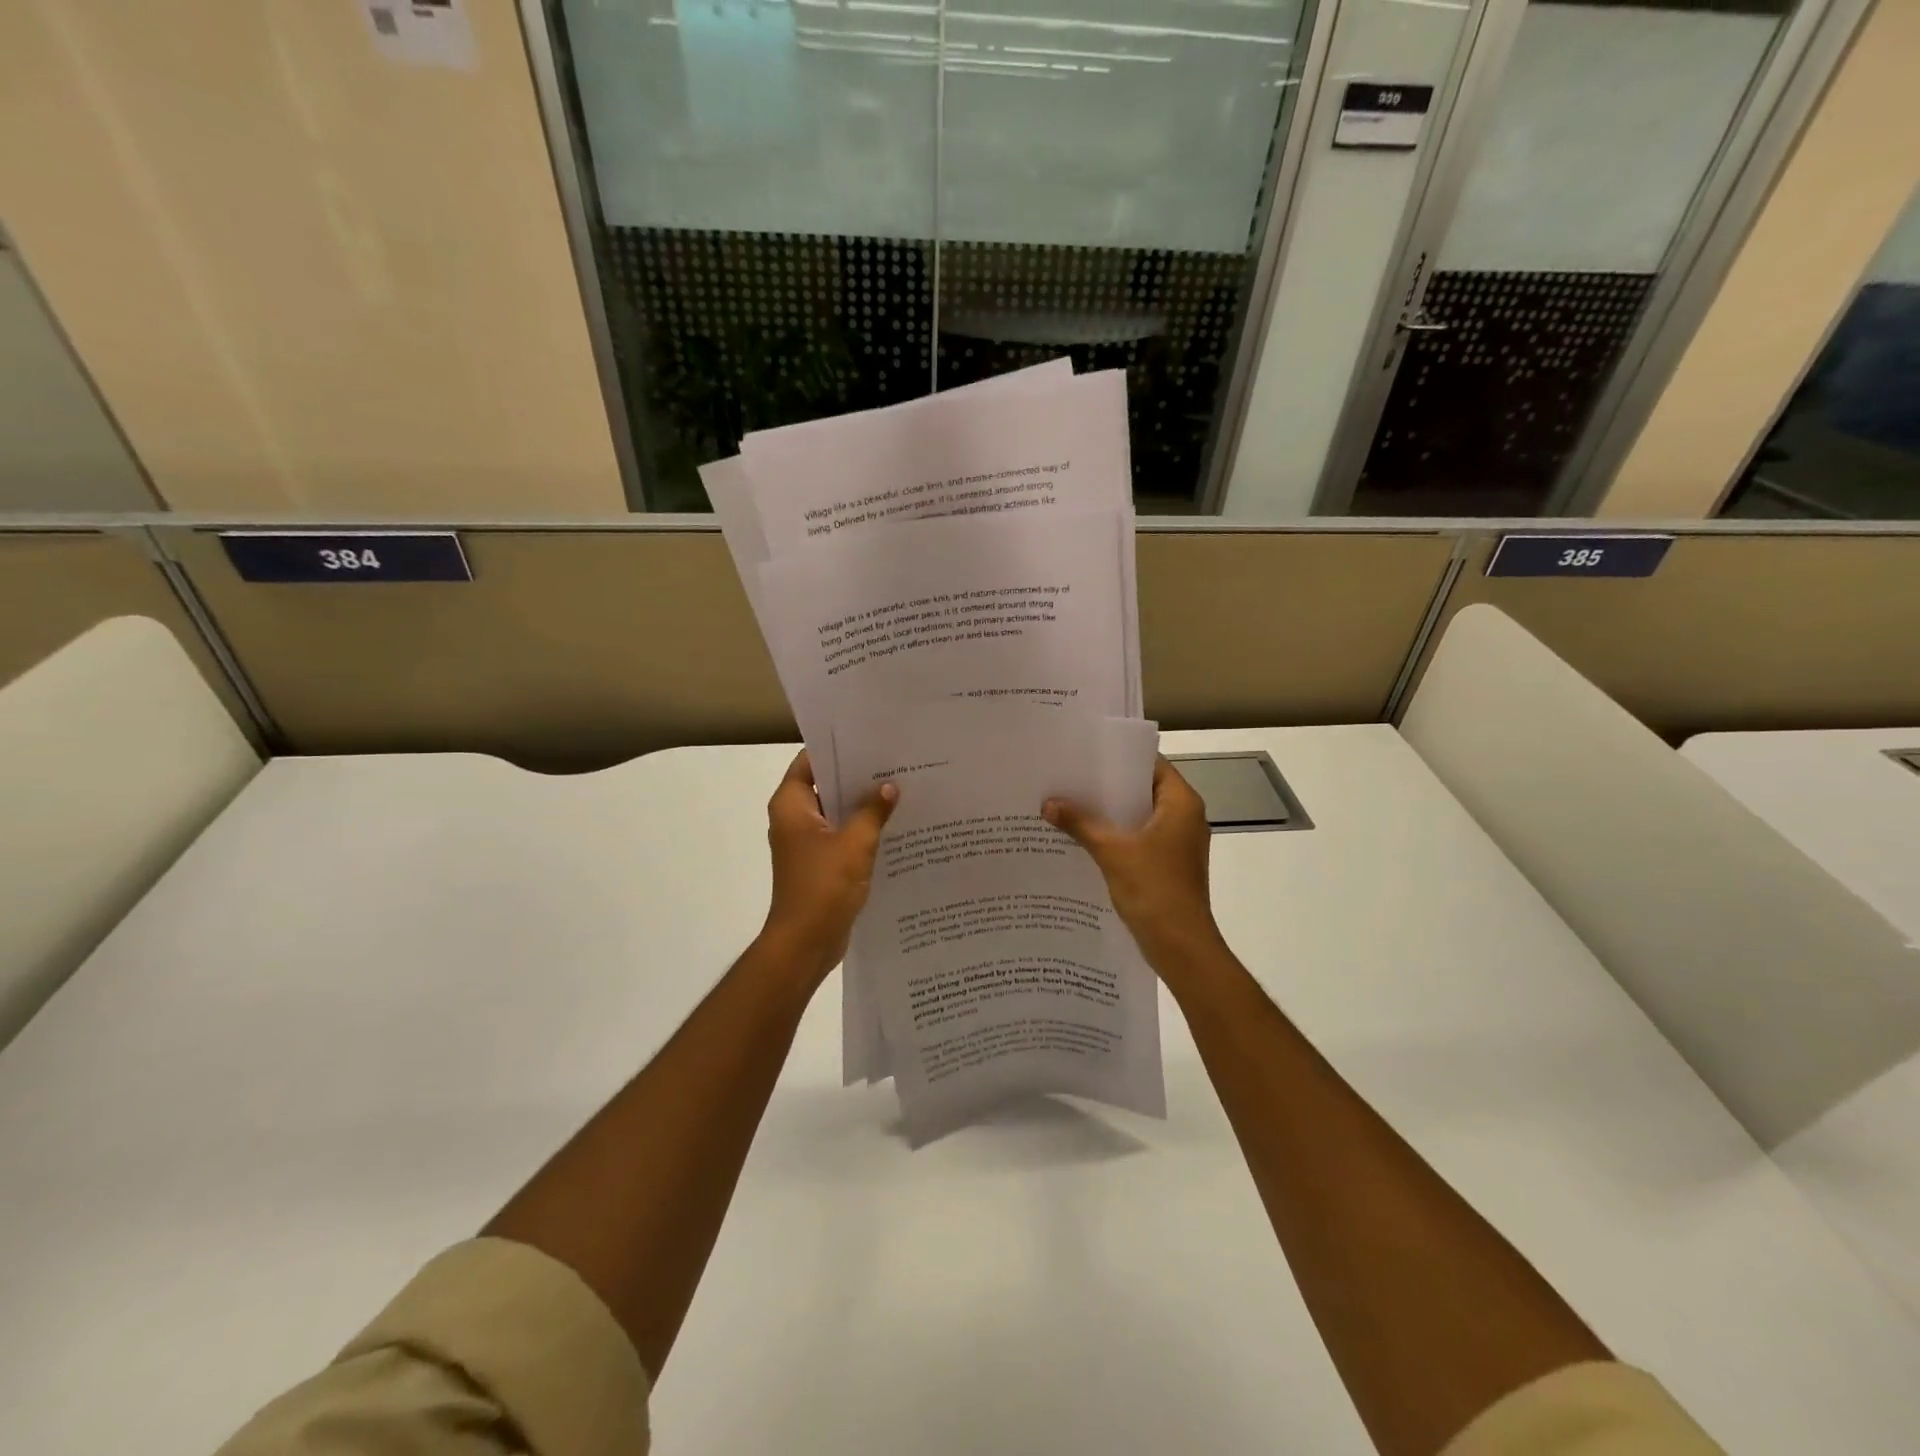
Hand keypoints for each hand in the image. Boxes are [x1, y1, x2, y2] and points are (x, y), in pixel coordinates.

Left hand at [759, 751, 897, 981]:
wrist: (805, 943)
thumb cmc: (823, 887)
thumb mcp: (854, 844)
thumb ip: (873, 812)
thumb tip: (889, 787)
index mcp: (791, 805)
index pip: (810, 761)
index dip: (837, 749)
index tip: (869, 739)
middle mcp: (794, 818)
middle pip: (824, 785)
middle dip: (857, 776)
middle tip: (894, 762)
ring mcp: (806, 842)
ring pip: (836, 812)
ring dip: (861, 805)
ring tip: (899, 788)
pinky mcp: (819, 863)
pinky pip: (841, 835)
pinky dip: (861, 829)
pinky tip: (892, 825)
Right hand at [1043, 757, 1225, 973]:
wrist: (1181, 946)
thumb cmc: (1154, 889)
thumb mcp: (1112, 851)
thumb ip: (1080, 823)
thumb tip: (1048, 803)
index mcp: (1181, 804)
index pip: (1151, 765)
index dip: (1120, 757)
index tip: (1087, 753)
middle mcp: (1184, 818)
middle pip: (1143, 790)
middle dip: (1107, 787)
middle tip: (1069, 777)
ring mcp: (1177, 843)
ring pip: (1139, 817)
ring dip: (1109, 814)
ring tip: (1069, 804)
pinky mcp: (1167, 865)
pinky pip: (1139, 839)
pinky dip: (1115, 836)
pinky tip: (1082, 839)